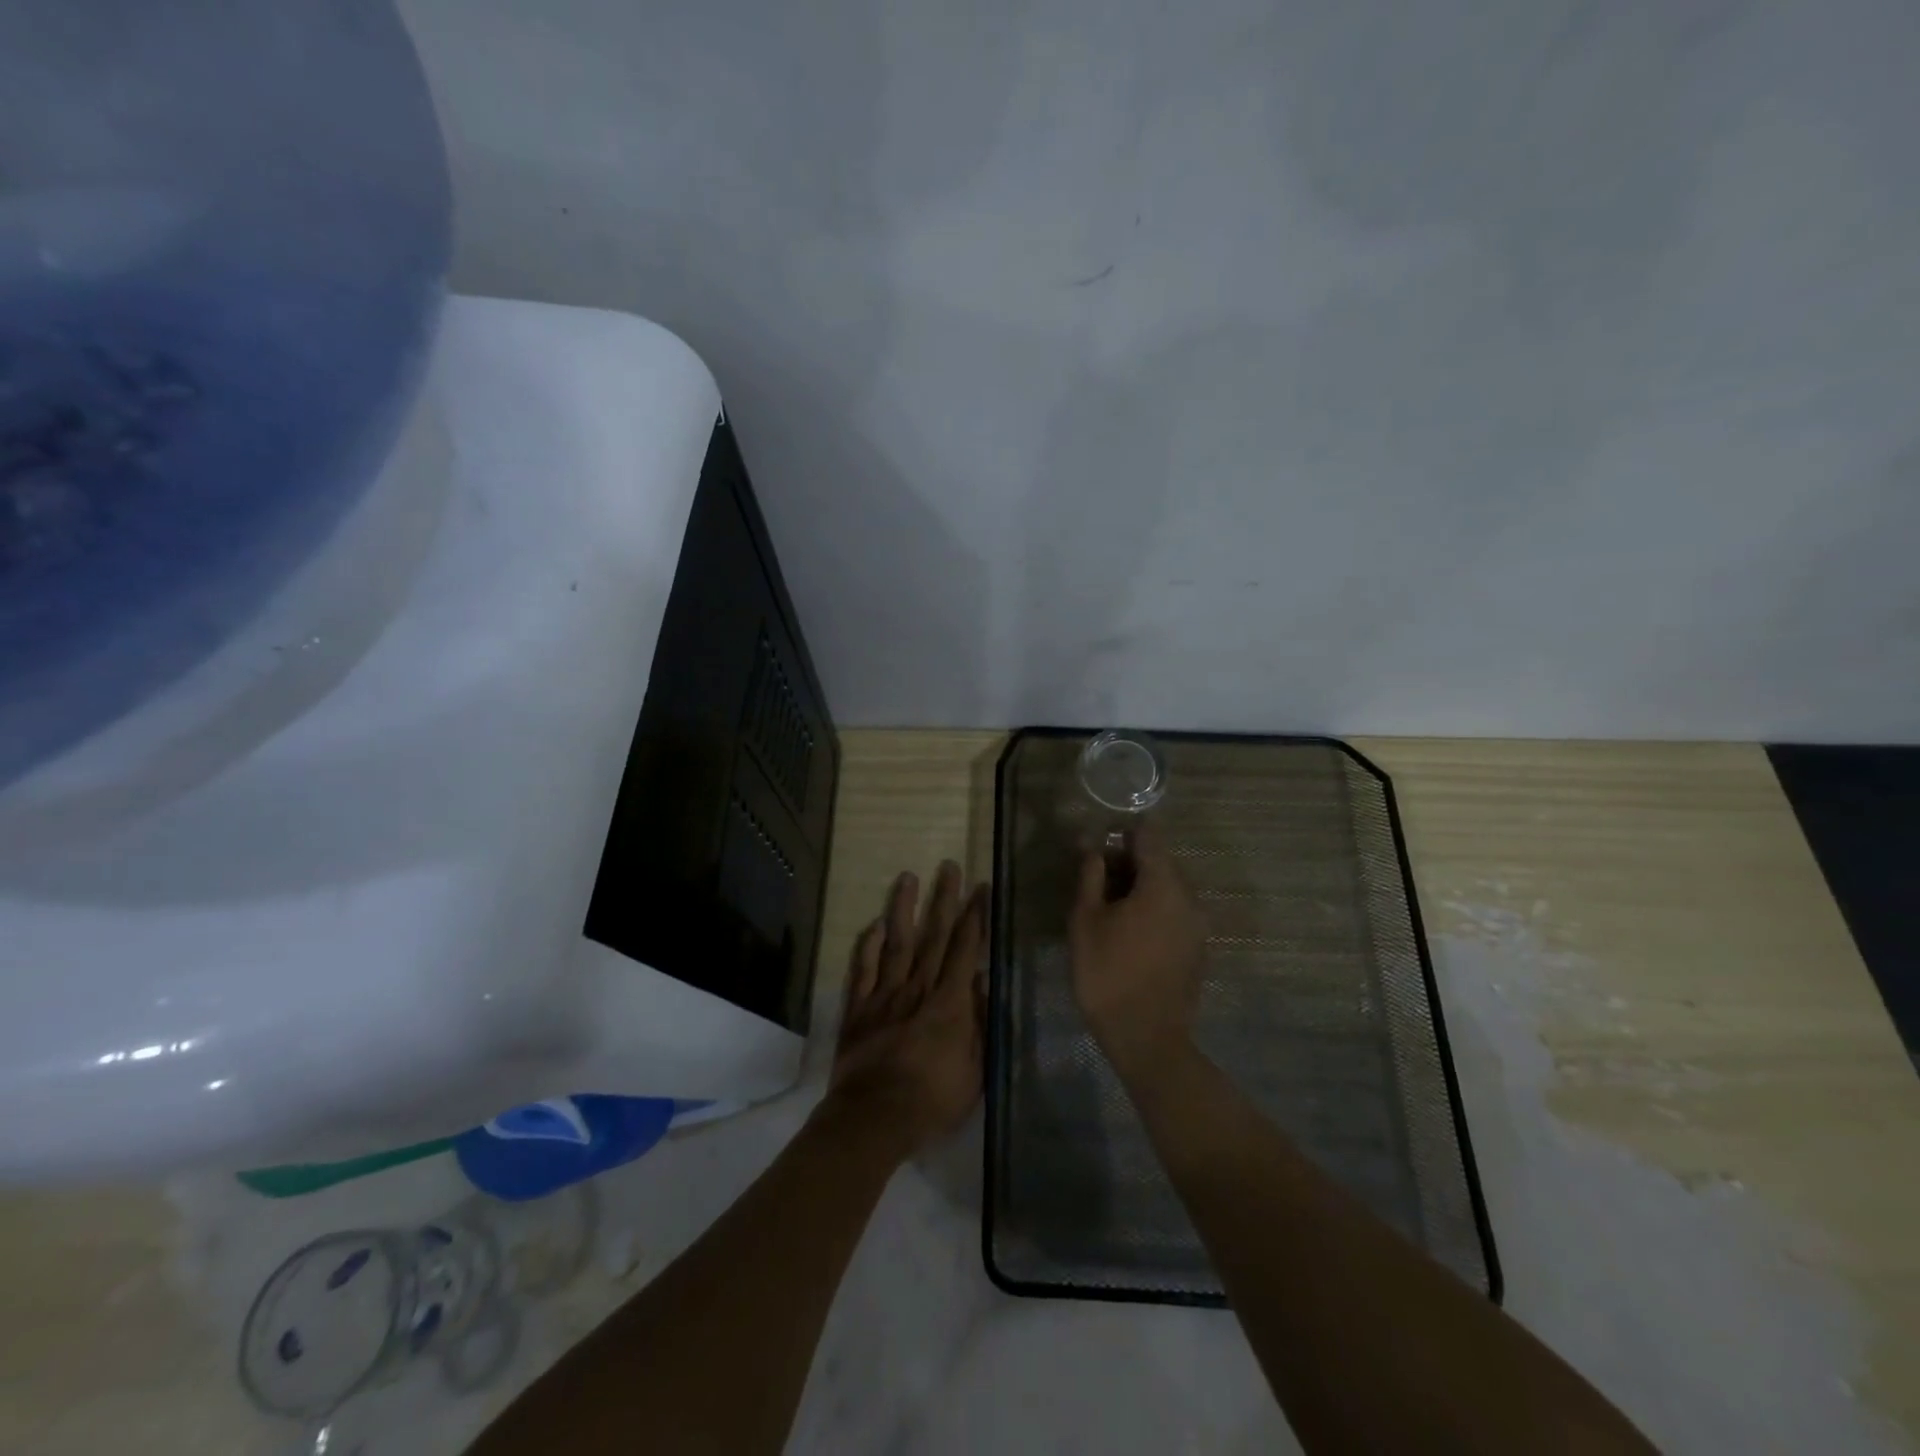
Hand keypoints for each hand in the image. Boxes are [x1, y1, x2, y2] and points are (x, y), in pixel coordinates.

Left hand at [826, 861, 987, 1154]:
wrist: (873, 1119)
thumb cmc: (932, 1101)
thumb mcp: (974, 1071)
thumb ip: (979, 1023)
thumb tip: (981, 982)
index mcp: (949, 1002)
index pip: (964, 949)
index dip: (974, 916)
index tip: (979, 888)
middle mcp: (917, 988)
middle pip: (933, 936)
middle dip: (943, 899)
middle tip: (948, 866)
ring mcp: (884, 995)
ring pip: (897, 943)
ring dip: (903, 908)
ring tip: (907, 877)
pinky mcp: (858, 1008)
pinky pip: (863, 969)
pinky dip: (868, 945)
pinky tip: (874, 925)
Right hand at [1068, 825, 1206, 1078]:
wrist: (1146, 1038)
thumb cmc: (1107, 973)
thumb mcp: (1085, 920)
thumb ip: (1090, 875)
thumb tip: (1092, 845)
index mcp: (1163, 884)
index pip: (1148, 836)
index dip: (1121, 835)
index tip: (1098, 851)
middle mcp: (1189, 897)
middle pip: (1160, 861)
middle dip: (1129, 863)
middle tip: (1097, 884)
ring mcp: (1198, 924)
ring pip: (1168, 888)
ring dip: (1141, 888)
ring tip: (1110, 911)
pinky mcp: (1198, 948)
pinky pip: (1175, 912)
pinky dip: (1154, 910)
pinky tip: (1130, 934)